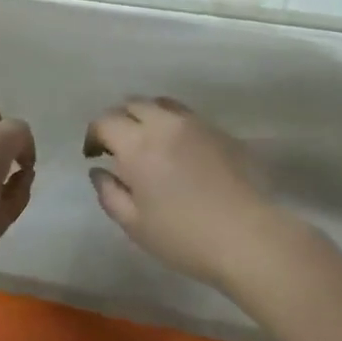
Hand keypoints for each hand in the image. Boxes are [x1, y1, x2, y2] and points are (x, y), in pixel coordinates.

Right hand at [84, 97, 290, 292]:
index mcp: (138, 145)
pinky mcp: (220, 131)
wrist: (248, 237)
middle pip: (132, 104)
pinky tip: (177, 149)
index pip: (105, 121)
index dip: (94, 135)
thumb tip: (99, 170)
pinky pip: (186, 115)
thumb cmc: (184, 237)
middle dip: (118, 120)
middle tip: (117, 147)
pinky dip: (171, 123)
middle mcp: (165, 124)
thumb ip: (109, 193)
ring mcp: (196, 124)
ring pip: (161, 103)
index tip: (94, 155)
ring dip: (146, 116)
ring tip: (147, 142)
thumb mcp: (134, 224)